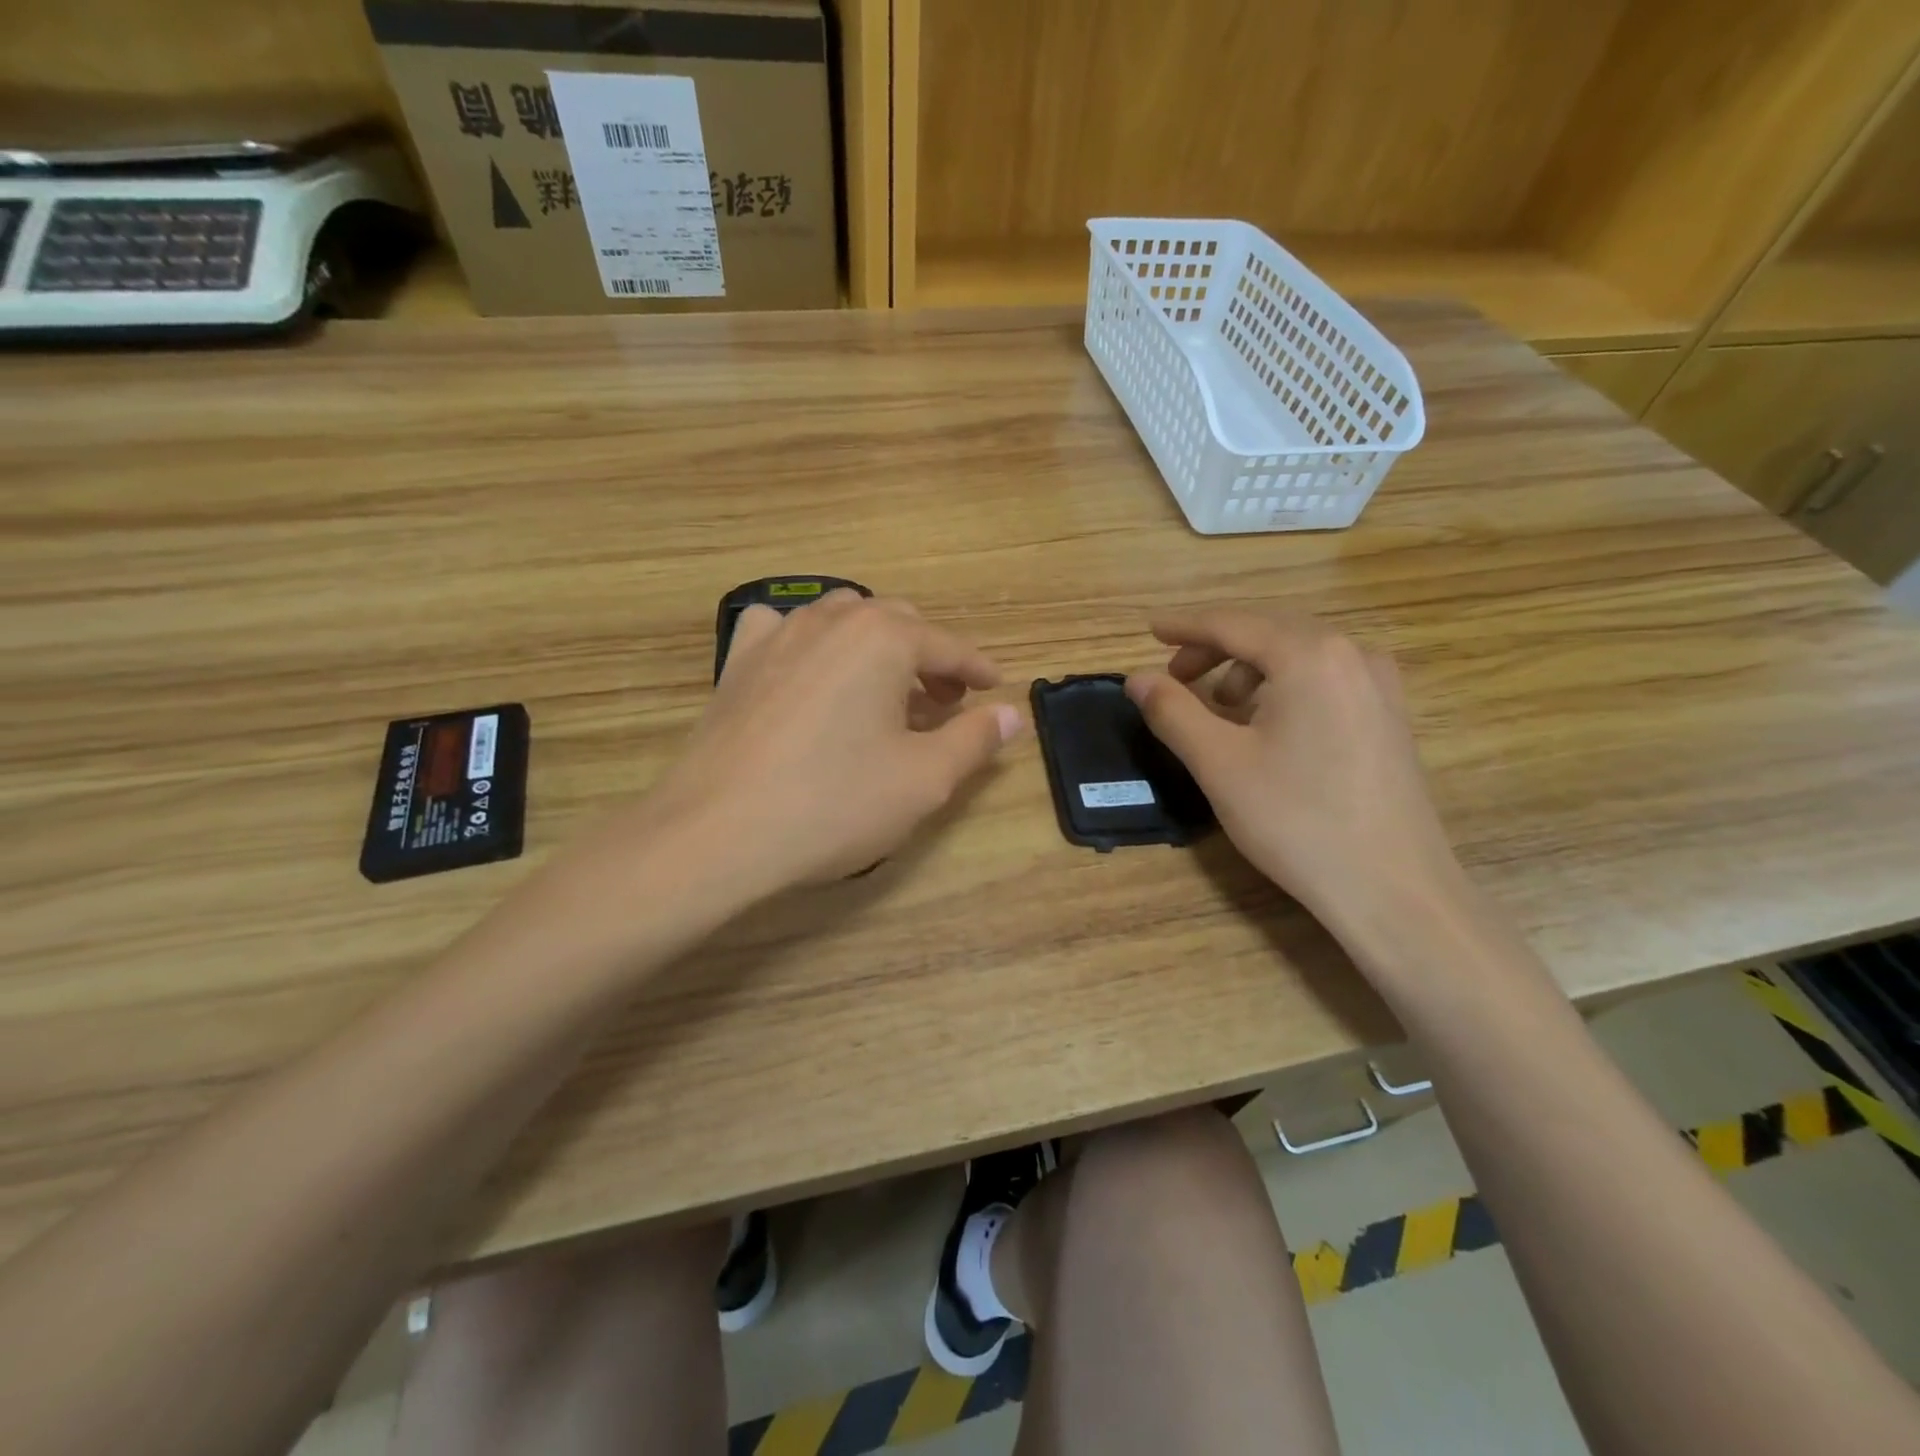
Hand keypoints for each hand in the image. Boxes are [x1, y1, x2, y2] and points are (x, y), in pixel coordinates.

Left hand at [647, 591, 1022, 895]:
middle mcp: (832, 619)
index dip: (977, 668)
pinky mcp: (738, 661)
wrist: (717, 831)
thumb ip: (974, 740)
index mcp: (883, 638)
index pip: (947, 645)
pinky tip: (810, 671)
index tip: (995, 687)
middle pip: (897, 623)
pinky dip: (809, 642)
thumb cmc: (834, 803)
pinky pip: (782, 630)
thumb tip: (1011, 714)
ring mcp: (778, 634)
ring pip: (842, 619)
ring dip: (875, 647)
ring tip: (885, 690)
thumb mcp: (923, 779)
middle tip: (946, 701)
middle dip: (929, 657)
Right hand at [1125, 609, 1462, 933]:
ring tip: (1218, 707)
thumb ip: (1172, 711)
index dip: (1186, 626)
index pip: (1233, 624)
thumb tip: (1137, 679)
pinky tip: (1265, 724)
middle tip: (1175, 675)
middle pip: (1269, 631)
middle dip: (1216, 647)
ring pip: (1298, 655)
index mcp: (1310, 655)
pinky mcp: (1389, 717)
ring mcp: (1379, 685)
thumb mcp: (1219, 764)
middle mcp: (1352, 655)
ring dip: (1249, 669)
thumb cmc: (1297, 820)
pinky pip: (1324, 679)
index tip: (1149, 631)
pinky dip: (1282, 686)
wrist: (1393, 889)